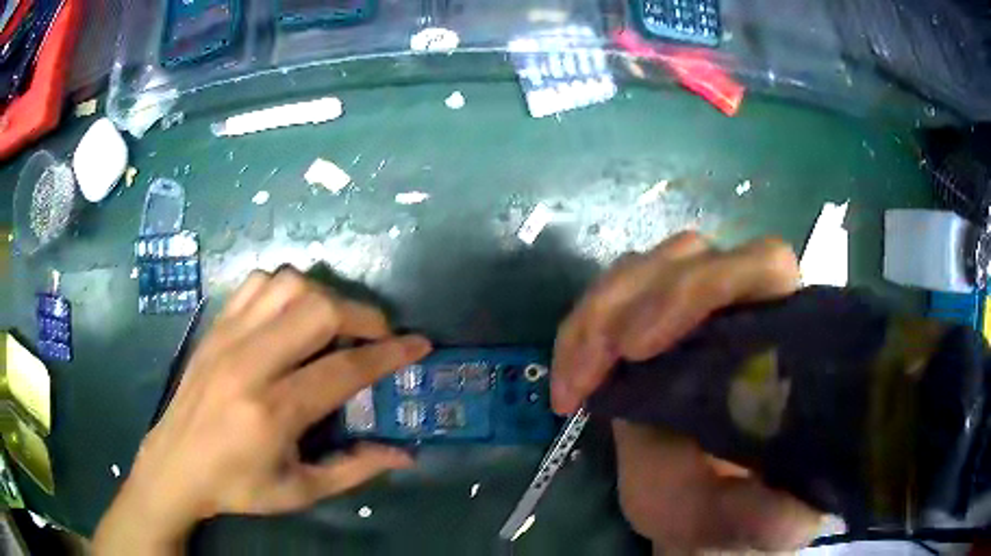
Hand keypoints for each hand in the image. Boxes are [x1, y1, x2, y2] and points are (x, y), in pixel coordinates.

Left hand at [93, 268, 430, 554]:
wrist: (175, 465)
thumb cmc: (238, 486)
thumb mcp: (300, 491)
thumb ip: (355, 469)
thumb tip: (405, 454)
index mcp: (272, 412)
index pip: (344, 370)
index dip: (389, 355)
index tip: (419, 344)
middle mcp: (249, 364)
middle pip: (318, 311)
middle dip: (362, 315)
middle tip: (377, 334)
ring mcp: (227, 337)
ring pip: (287, 285)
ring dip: (323, 297)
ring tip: (335, 324)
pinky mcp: (214, 326)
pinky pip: (256, 284)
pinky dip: (284, 289)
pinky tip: (291, 314)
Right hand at [552, 232, 821, 552]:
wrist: (687, 513)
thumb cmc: (723, 510)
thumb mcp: (744, 520)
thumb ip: (766, 517)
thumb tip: (792, 515)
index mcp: (781, 340)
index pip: (763, 265)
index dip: (708, 286)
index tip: (646, 347)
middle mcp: (738, 310)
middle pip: (691, 255)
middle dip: (636, 300)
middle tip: (598, 365)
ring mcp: (687, 314)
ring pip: (642, 268)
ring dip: (597, 315)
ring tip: (577, 381)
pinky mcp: (644, 327)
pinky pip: (606, 299)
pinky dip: (576, 333)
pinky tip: (568, 385)